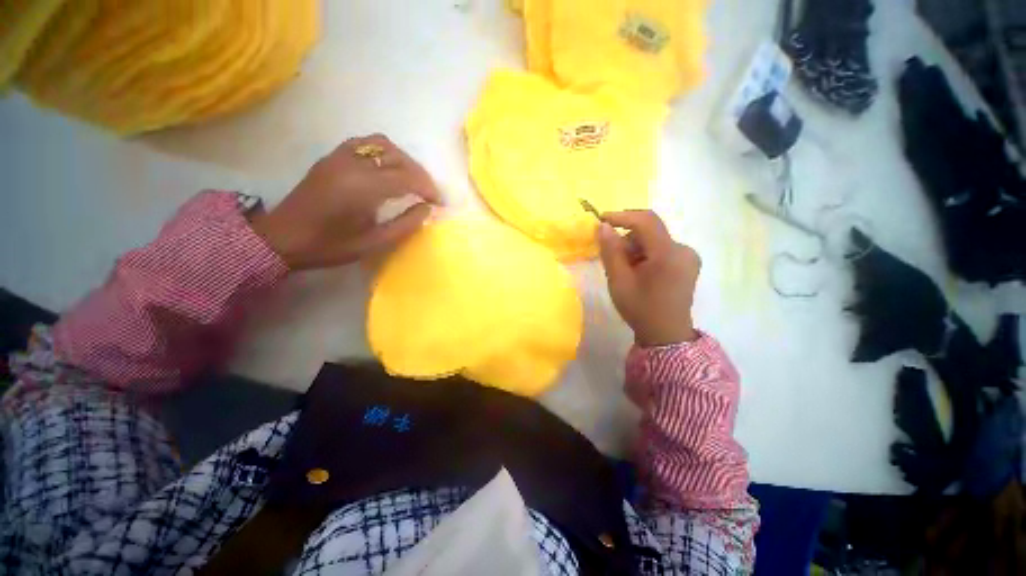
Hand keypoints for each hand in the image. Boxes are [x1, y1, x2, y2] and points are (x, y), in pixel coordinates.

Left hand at [250, 134, 441, 269]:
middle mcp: (354, 164)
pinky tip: (386, 170)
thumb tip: (426, 209)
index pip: (408, 177)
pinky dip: (382, 153)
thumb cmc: (330, 245)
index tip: (438, 202)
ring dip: (402, 160)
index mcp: (365, 187)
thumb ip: (405, 225)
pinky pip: (364, 143)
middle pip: (398, 156)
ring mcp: (340, 156)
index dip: (428, 188)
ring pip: (382, 144)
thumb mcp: (374, 242)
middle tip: (427, 193)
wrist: (283, 237)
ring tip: (410, 180)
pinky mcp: (332, 157)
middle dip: (419, 173)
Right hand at [596, 210, 699, 346]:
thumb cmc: (640, 309)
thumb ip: (611, 251)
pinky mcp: (687, 263)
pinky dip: (644, 255)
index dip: (622, 216)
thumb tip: (602, 226)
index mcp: (669, 254)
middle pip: (649, 231)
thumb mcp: (619, 281)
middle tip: (610, 257)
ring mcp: (688, 256)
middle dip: (626, 239)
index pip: (646, 221)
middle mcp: (683, 250)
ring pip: (653, 240)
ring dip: (634, 248)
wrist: (665, 335)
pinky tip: (638, 272)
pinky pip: (660, 249)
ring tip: (624, 270)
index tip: (601, 219)